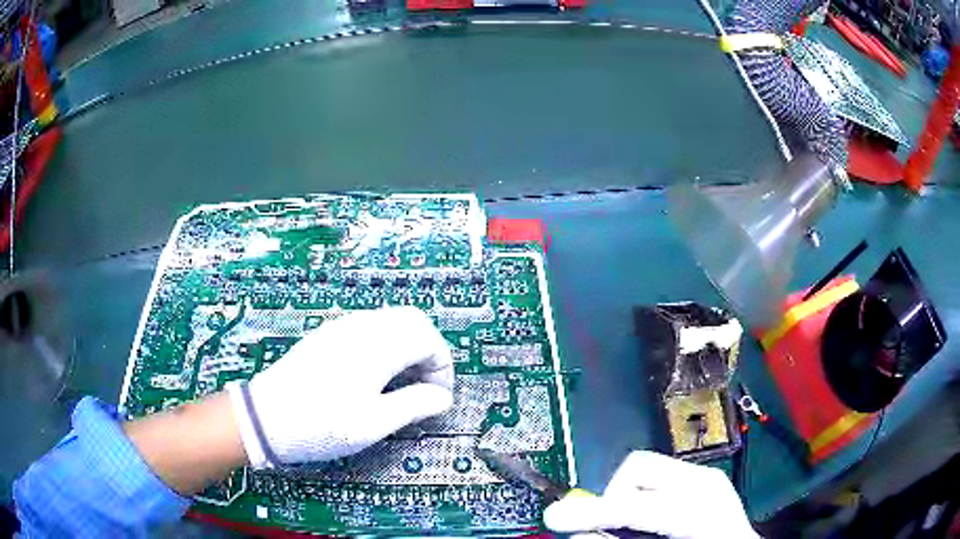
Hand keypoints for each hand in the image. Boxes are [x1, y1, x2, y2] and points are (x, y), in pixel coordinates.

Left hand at [228, 306, 453, 468]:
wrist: (266, 418)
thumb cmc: (320, 425)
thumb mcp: (373, 424)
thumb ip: (414, 405)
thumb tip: (442, 397)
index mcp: (376, 346)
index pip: (428, 338)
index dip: (442, 367)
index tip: (438, 397)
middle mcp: (361, 328)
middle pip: (413, 320)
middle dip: (428, 351)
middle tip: (425, 386)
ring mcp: (342, 328)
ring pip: (390, 321)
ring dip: (408, 346)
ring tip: (403, 384)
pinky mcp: (328, 336)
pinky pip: (370, 328)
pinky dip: (387, 345)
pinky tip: (376, 376)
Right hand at [544, 451, 757, 538]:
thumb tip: (580, 529)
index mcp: (702, 509)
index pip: (635, 503)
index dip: (591, 512)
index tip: (556, 517)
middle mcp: (706, 483)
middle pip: (639, 467)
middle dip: (612, 495)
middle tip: (606, 524)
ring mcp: (708, 478)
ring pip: (647, 469)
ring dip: (628, 495)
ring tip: (631, 524)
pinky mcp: (706, 480)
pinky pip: (661, 478)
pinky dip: (644, 496)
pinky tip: (651, 519)